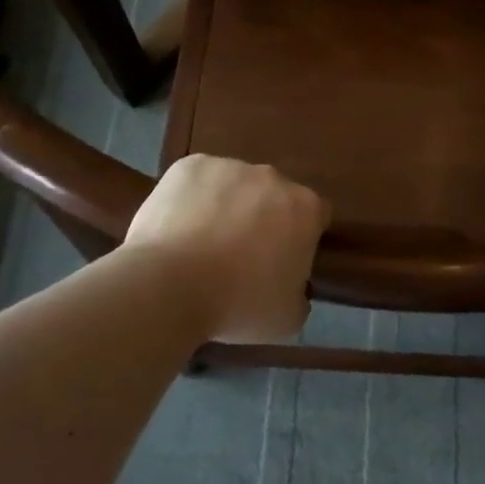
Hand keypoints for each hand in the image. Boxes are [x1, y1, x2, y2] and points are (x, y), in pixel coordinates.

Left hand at [125, 156, 329, 343]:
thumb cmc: (237, 304)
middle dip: (264, 217)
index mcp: (305, 208)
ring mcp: (230, 166)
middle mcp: (273, 177)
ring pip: (235, 185)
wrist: (168, 286)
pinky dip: (192, 198)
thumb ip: (300, 294)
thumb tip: (293, 286)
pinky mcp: (190, 165)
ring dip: (227, 205)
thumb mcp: (288, 318)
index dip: (302, 238)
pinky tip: (178, 228)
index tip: (284, 260)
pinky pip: (198, 181)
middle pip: (275, 195)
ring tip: (202, 243)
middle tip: (241, 254)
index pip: (316, 216)